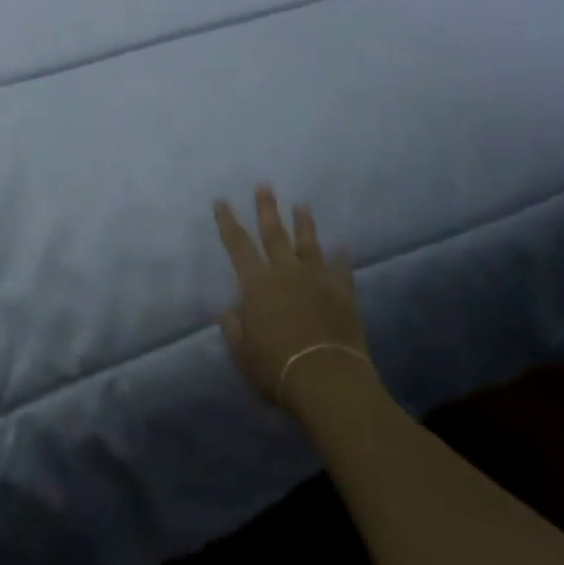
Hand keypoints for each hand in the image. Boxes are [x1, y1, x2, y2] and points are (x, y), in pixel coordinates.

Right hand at [214, 186, 373, 411]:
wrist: (326, 379)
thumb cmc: (276, 368)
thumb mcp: (242, 353)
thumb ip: (233, 329)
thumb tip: (230, 310)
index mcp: (256, 284)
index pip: (237, 245)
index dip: (227, 221)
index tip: (221, 200)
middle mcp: (284, 273)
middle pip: (273, 234)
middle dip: (267, 208)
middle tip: (265, 185)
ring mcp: (316, 280)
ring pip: (308, 244)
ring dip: (304, 224)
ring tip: (302, 205)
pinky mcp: (342, 294)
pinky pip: (340, 270)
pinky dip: (341, 258)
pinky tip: (342, 248)